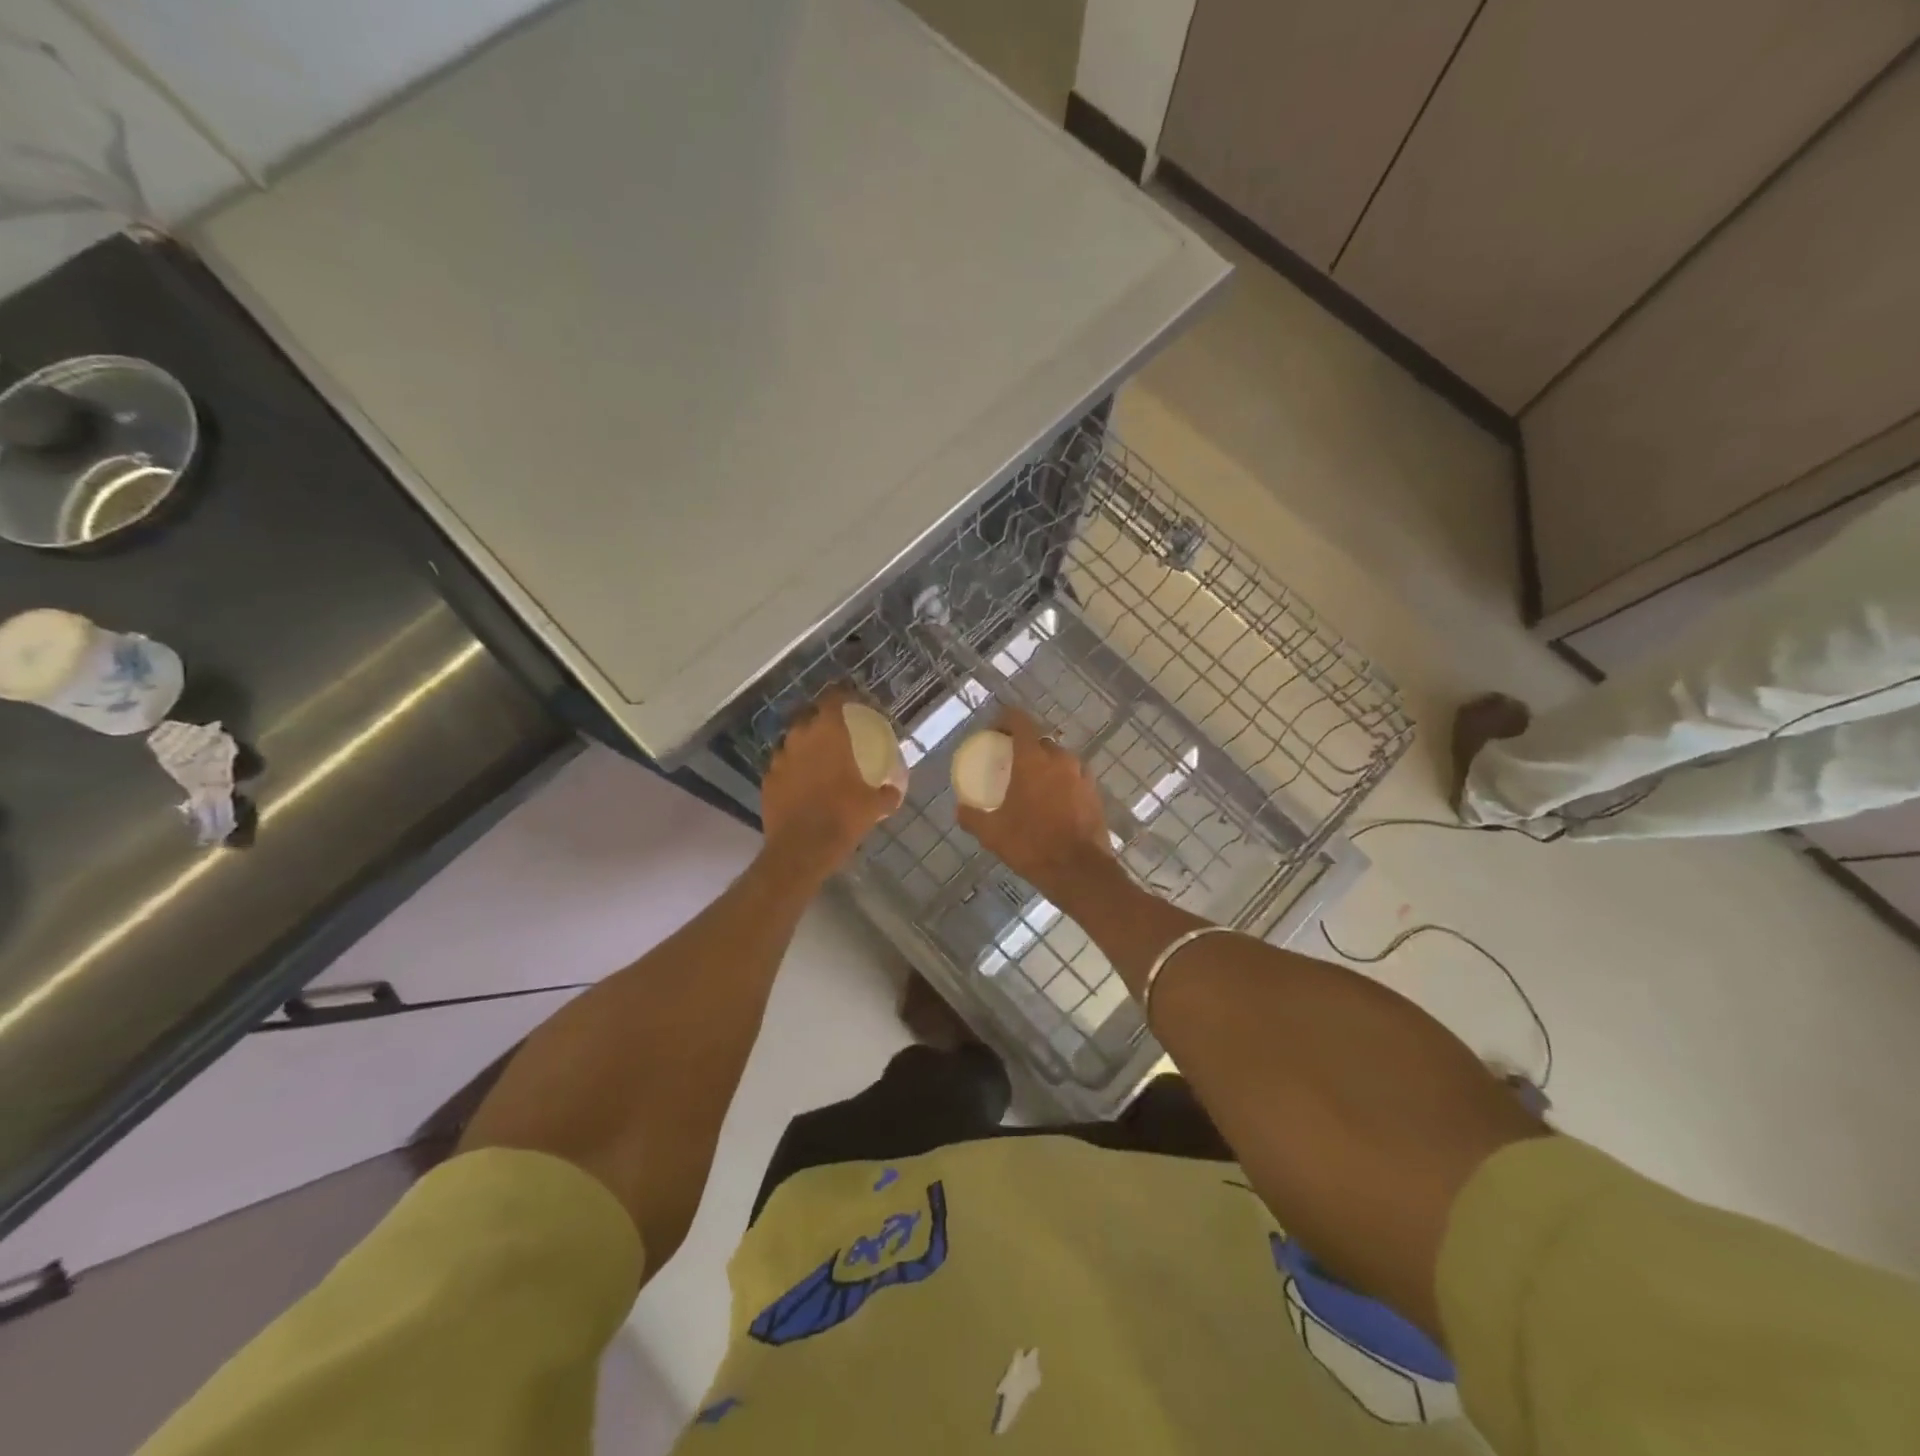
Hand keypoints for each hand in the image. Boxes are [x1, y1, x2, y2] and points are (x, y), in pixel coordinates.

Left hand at [759, 686, 903, 884]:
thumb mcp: (874, 806)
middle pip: (808, 717)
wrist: (801, 849)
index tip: (852, 699)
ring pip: (792, 741)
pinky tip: (801, 782)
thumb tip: (894, 790)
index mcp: (829, 735)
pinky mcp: (767, 781)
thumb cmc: (842, 818)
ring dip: (804, 745)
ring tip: (817, 757)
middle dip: (821, 719)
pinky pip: (782, 766)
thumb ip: (886, 793)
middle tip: (836, 729)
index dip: (843, 694)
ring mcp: (779, 759)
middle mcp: (800, 739)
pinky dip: (792, 769)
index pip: (833, 699)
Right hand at [956, 708, 1118, 903]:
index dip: (1005, 719)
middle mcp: (1061, 759)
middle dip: (1024, 746)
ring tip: (1031, 784)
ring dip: (1044, 765)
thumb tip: (959, 809)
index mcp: (1033, 759)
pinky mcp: (1095, 793)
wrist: (1080, 872)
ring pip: (1059, 760)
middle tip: (1009, 763)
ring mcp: (1082, 775)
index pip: (1020, 721)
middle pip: (1040, 741)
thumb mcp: (992, 834)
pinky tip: (1052, 802)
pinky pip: (1073, 778)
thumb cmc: (1032, 846)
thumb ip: (972, 816)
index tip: (993, 731)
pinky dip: (1060, 782)